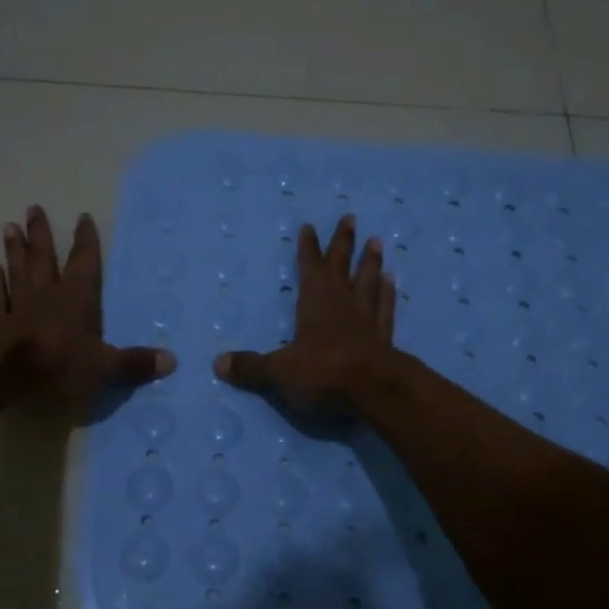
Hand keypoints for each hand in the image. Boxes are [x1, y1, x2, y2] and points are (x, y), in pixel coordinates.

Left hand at [0, 206, 174, 407]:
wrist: (5, 372)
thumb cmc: (59, 363)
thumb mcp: (104, 366)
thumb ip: (134, 363)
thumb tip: (172, 360)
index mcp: (76, 298)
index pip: (84, 263)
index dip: (85, 242)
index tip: (82, 218)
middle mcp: (46, 295)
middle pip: (44, 258)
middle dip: (41, 234)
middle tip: (33, 208)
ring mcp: (18, 307)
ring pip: (17, 272)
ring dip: (15, 250)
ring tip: (9, 227)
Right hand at [214, 215, 396, 414]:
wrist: (375, 391)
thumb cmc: (323, 373)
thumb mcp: (279, 372)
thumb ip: (250, 368)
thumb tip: (217, 364)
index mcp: (315, 303)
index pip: (310, 268)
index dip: (308, 248)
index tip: (310, 226)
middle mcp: (342, 303)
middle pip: (342, 266)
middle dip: (343, 243)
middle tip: (350, 218)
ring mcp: (366, 319)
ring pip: (368, 282)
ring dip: (370, 263)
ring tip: (376, 242)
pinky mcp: (385, 338)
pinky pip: (385, 309)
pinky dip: (388, 294)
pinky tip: (392, 282)